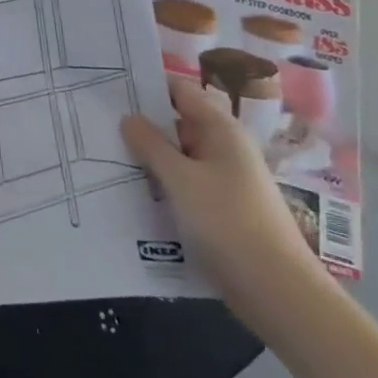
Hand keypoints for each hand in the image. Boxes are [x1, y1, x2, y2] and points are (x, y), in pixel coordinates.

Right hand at [121, 77, 333, 333]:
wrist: (278, 291)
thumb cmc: (228, 223)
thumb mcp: (181, 180)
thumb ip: (151, 145)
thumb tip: (128, 117)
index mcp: (221, 130)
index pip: (180, 91)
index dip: (147, 86)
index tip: (110, 89)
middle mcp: (225, 148)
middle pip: (178, 123)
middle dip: (143, 126)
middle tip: (99, 126)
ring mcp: (225, 180)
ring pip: (179, 158)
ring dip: (150, 159)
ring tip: (107, 158)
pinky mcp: (221, 209)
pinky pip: (185, 185)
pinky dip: (163, 185)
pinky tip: (133, 194)